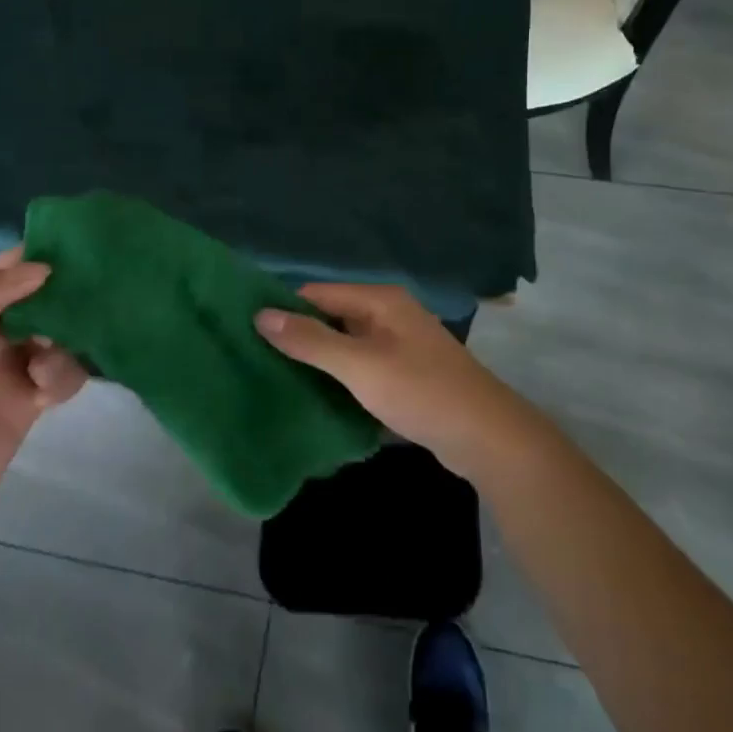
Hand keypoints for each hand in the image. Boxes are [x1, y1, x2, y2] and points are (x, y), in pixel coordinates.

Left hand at [0, 249, 85, 579]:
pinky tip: (49, 391)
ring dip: (66, 336)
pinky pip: (60, 375)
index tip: (79, 252)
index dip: (35, 258)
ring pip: (55, 333)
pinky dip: (66, 373)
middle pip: (35, 297)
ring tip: (49, 362)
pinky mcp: (23, 408)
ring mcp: (1, 371)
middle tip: (86, 304)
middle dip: (63, 295)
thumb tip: (40, 268)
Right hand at [255, 284, 540, 480]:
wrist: (486, 437)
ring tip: (275, 382)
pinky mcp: (404, 376)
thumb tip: (261, 315)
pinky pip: (360, 370)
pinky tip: (314, 400)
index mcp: (379, 301)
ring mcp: (398, 346)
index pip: (317, 294)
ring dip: (317, 363)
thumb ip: (311, 340)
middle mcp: (389, 315)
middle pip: (331, 319)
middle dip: (298, 338)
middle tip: (254, 362)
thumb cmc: (421, 391)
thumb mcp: (360, 365)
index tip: (246, 332)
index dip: (283, 310)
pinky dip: (339, 381)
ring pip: (345, 347)